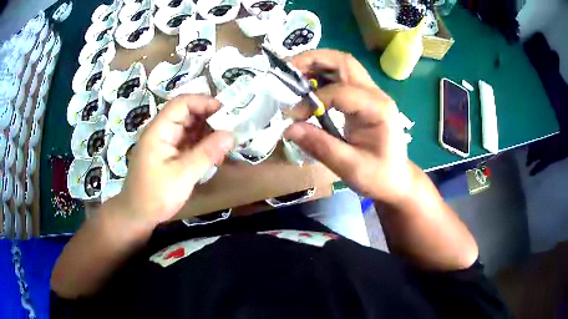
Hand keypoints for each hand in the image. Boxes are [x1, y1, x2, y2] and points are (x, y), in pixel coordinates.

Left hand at [111, 95, 233, 227]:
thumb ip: (206, 153)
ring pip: (188, 128)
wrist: (137, 216)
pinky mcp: (168, 154)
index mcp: (159, 130)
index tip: (226, 110)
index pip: (181, 103)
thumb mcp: (182, 175)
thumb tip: (231, 134)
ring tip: (226, 140)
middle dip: (208, 117)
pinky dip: (201, 144)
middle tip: (231, 126)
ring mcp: (164, 143)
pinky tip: (214, 152)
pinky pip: (187, 142)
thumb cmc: (155, 195)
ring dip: (207, 131)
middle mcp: (161, 132)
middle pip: (186, 114)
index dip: (203, 102)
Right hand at [285, 49, 412, 204]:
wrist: (397, 180)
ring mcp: (372, 94)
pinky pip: (341, 78)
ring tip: (293, 74)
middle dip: (313, 60)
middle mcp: (376, 95)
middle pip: (344, 62)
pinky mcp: (364, 99)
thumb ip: (321, 147)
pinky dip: (321, 76)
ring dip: (316, 64)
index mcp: (378, 109)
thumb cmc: (379, 177)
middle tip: (287, 69)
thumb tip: (289, 128)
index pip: (341, 91)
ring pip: (342, 65)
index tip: (294, 116)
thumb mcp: (350, 168)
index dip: (313, 100)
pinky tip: (306, 86)